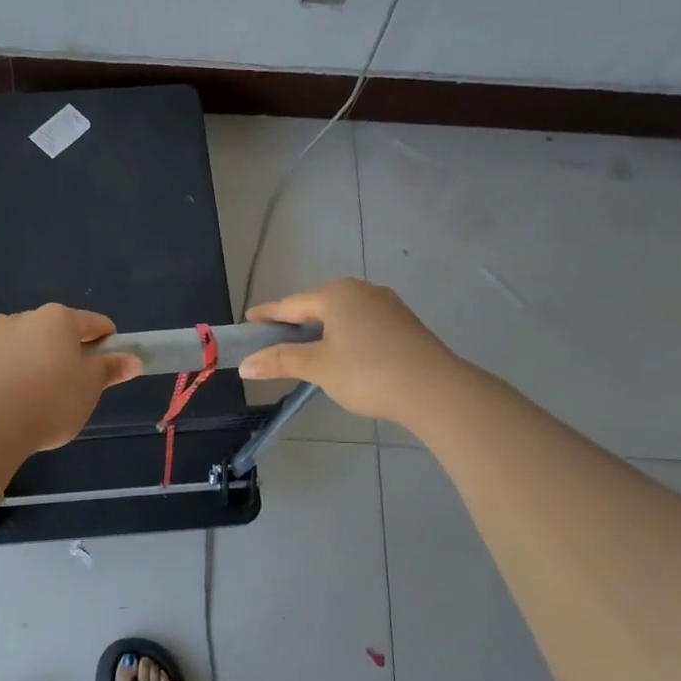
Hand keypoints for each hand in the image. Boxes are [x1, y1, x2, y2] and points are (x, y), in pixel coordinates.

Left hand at [0, 305, 140, 452]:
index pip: (90, 323)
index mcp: (57, 321)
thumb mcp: (89, 389)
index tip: (109, 356)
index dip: (104, 338)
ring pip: (4, 335)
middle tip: (65, 380)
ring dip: (12, 348)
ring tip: (19, 377)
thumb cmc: (52, 403)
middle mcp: (21, 320)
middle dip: (57, 347)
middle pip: (46, 329)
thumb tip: (133, 359)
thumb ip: (109, 370)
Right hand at [238, 278, 460, 424]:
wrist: (436, 390)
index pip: (290, 305)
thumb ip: (280, 361)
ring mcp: (386, 305)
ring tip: (305, 350)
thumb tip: (245, 365)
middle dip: (294, 323)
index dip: (267, 315)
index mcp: (335, 294)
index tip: (248, 321)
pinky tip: (341, 354)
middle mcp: (361, 290)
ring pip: (341, 314)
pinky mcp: (403, 323)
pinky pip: (361, 323)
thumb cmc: (368, 373)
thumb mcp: (318, 368)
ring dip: (320, 330)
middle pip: (316, 306)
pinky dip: (343, 335)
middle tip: (273, 340)